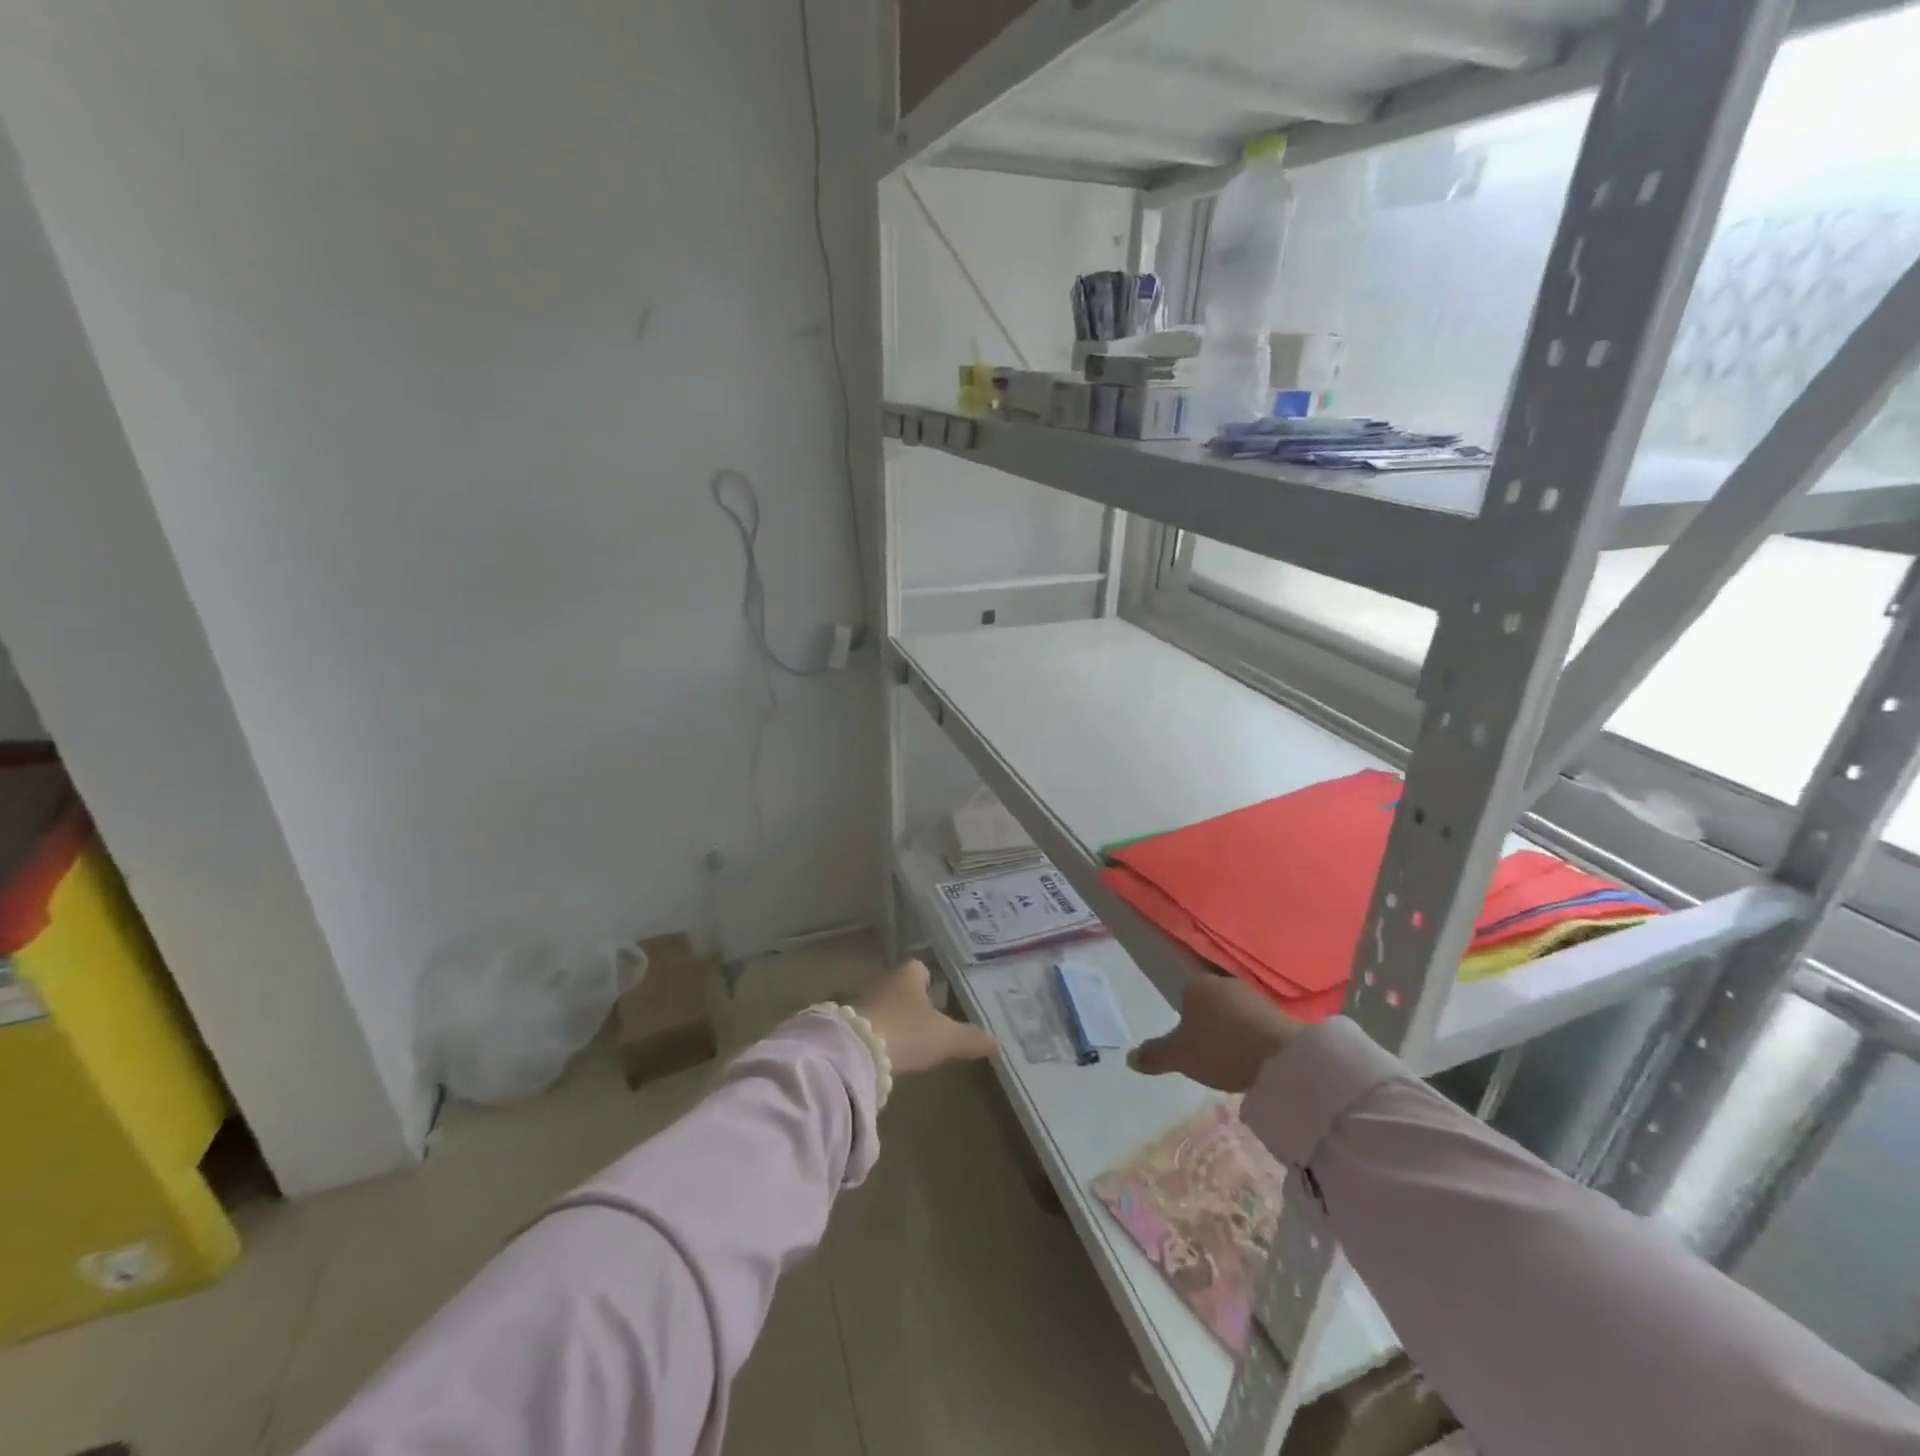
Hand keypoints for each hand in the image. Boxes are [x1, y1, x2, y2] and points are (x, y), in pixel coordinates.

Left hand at [852, 959, 996, 1074]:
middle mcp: (883, 980)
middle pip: (900, 986)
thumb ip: (970, 1039)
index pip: (920, 968)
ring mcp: (860, 1001)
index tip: (939, 996)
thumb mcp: (946, 1038)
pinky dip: (877, 1034)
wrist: (855, 1052)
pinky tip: (886, 1052)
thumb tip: (997, 1042)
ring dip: (892, 1018)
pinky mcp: (846, 1025)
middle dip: (911, 1000)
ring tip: (907, 1038)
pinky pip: (867, 1024)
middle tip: (927, 1019)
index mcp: (908, 974)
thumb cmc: (907, 1032)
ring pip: (883, 1005)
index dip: (930, 980)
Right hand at [1128, 971, 1300, 1091]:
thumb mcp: (1180, 1057)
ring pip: (1233, 1011)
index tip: (1188, 1044)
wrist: (1283, 1060)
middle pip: (1208, 1002)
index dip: (1183, 1019)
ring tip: (1231, 1060)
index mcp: (1196, 984)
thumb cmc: (1221, 1049)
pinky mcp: (1278, 1012)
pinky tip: (1252, 1059)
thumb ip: (1154, 1055)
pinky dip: (1250, 1037)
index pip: (1183, 994)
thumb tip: (1129, 1058)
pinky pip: (1254, 1023)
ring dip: (1230, 1030)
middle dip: (1207, 1024)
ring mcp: (1253, 995)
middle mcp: (1223, 981)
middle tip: (1207, 1054)